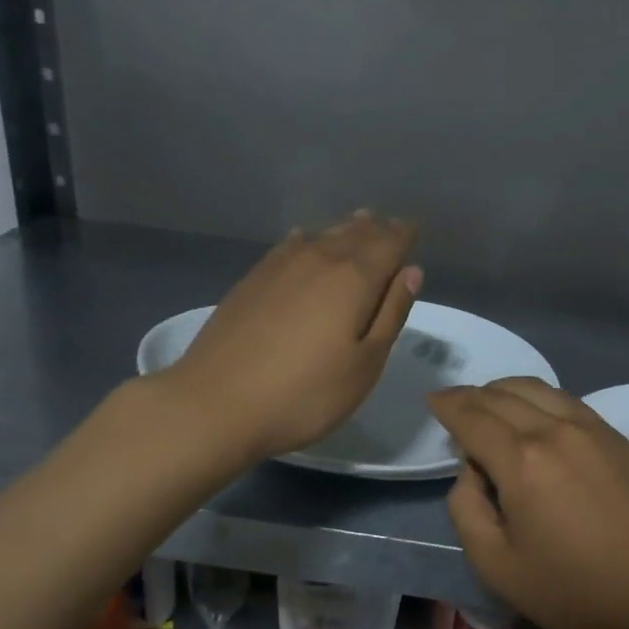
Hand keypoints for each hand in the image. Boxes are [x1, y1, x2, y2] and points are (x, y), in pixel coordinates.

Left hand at [159, 213, 422, 462]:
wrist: (214, 405)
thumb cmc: (304, 394)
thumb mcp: (364, 365)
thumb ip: (391, 314)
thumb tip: (411, 271)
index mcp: (354, 278)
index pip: (388, 243)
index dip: (404, 235)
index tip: (415, 230)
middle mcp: (318, 259)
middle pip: (355, 234)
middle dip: (376, 229)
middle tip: (390, 226)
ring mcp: (279, 266)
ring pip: (322, 236)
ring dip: (345, 230)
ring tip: (359, 223)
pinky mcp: (251, 280)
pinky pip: (291, 245)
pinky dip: (309, 239)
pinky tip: (305, 240)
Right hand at [427, 377, 628, 628]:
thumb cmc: (567, 590)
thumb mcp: (492, 562)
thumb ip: (465, 505)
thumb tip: (472, 469)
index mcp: (521, 460)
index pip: (472, 416)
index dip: (447, 405)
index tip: (432, 400)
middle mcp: (555, 429)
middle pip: (501, 395)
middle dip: (470, 396)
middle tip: (454, 406)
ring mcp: (590, 428)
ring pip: (535, 388)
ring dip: (503, 391)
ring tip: (488, 406)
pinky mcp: (615, 437)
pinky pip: (565, 400)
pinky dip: (537, 398)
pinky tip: (532, 417)